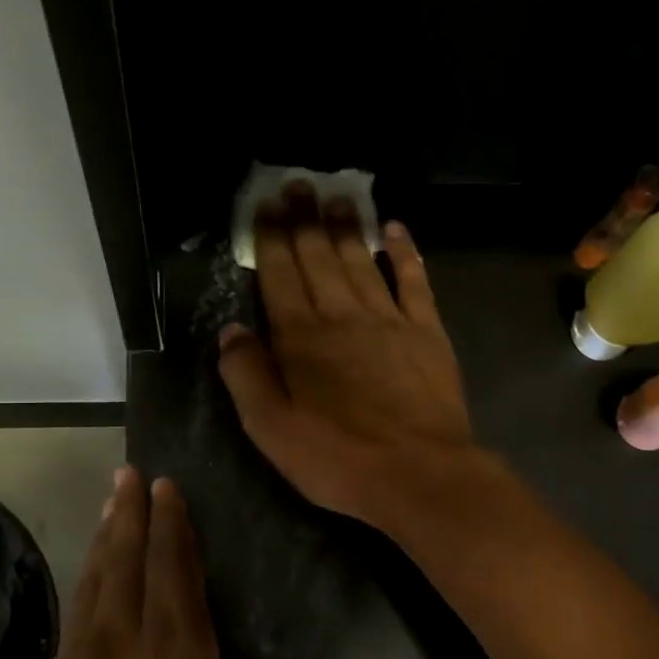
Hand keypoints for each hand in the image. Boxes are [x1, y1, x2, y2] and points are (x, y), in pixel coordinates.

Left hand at [3, 468, 271, 658]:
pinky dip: (85, 590)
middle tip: (131, 475)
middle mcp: (123, 657)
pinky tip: (90, 586)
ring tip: (111, 507)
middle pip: (125, 567)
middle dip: (130, 516)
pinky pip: (75, 626)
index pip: (175, 576)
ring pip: (93, 590)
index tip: (167, 486)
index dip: (172, 527)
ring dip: (104, 543)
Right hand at [216, 184, 486, 528]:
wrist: (421, 474)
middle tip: (297, 184)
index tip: (264, 206)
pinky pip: (413, 281)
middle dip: (304, 219)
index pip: (279, 277)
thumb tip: (231, 331)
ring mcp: (389, 320)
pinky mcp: (427, 332)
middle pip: (318, 258)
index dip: (270, 239)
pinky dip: (404, 253)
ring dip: (346, 227)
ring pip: (361, 261)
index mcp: (300, 339)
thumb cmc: (339, 458)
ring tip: (336, 197)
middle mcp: (342, 316)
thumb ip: (247, 377)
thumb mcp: (272, 430)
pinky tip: (395, 230)